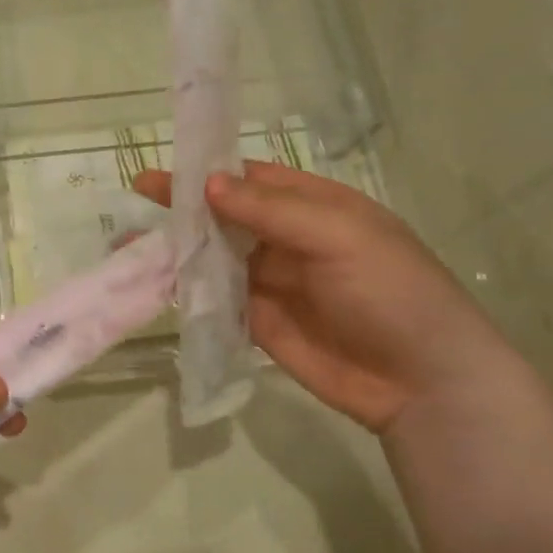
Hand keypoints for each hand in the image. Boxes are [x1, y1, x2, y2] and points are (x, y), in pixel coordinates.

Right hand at [134, 161, 515, 433]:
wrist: (421, 383)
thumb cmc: (392, 293)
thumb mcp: (340, 237)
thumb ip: (272, 211)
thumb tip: (209, 184)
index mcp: (316, 208)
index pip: (253, 180)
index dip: (209, 172)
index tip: (163, 170)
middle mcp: (288, 239)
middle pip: (226, 216)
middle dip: (183, 209)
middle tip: (136, 201)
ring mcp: (270, 282)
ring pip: (213, 256)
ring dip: (177, 248)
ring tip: (131, 242)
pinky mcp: (256, 320)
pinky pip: (215, 297)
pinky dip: (185, 288)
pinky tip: (153, 280)